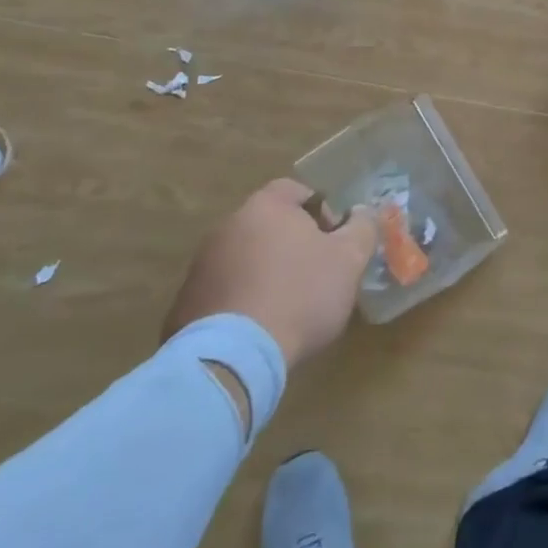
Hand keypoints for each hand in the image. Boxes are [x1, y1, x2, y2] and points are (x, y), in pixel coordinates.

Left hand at [163, 179, 377, 368]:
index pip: (295, 190)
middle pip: (268, 224)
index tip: (334, 240)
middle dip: (292, 244)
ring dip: (264, 273)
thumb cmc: (300, 295)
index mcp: (266, 207)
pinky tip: (257, 330)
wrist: (234, 357)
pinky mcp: (185, 303)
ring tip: (286, 308)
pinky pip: (222, 292)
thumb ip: (362, 228)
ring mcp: (201, 264)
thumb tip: (362, 213)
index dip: (320, 210)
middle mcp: (228, 226)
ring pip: (243, 258)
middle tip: (316, 274)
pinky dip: (240, 302)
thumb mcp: (349, 260)